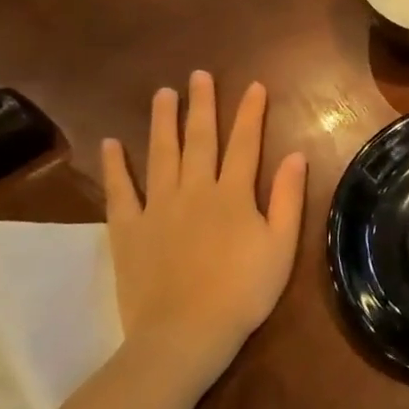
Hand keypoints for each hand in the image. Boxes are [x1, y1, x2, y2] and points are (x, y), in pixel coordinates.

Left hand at [101, 72, 307, 389]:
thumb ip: (289, 198)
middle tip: (198, 75)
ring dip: (162, 121)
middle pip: (200, 139)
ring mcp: (158, 207)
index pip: (245, 143)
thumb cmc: (243, 291)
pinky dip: (115, 166)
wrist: (185, 333)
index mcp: (234, 194)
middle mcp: (195, 190)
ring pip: (160, 154)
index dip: (251, 113)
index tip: (254, 86)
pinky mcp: (128, 229)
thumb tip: (297, 155)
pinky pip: (120, 191)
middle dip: (202, 105)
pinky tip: (111, 143)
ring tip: (162, 93)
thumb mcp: (282, 246)